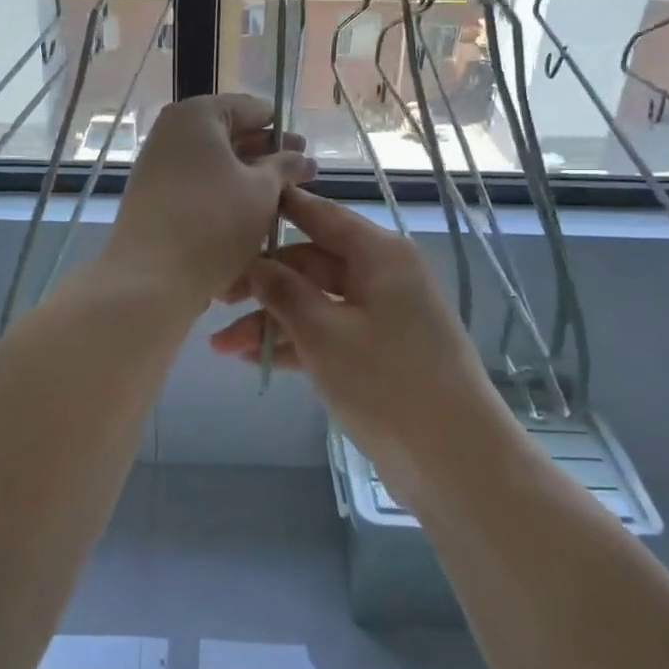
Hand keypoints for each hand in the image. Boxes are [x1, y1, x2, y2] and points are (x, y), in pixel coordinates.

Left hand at [99, 94, 316, 312]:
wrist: (151, 277)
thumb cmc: (214, 222)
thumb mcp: (262, 191)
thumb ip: (284, 167)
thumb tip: (299, 157)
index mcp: (196, 116)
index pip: (248, 108)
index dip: (278, 126)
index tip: (304, 145)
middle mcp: (171, 134)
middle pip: (229, 137)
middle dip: (267, 155)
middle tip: (304, 173)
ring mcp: (159, 168)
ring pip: (215, 167)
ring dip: (248, 180)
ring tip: (284, 199)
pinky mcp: (155, 201)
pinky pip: (198, 190)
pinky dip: (225, 197)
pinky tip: (252, 217)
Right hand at [209, 187, 501, 480]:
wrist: (455, 461)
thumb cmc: (387, 382)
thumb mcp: (324, 333)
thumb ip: (283, 292)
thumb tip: (253, 264)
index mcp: (378, 254)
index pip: (319, 214)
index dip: (277, 209)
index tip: (233, 207)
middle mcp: (381, 275)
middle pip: (310, 262)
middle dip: (262, 282)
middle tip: (213, 299)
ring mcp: (381, 315)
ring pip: (314, 302)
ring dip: (270, 320)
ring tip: (219, 345)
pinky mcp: (378, 352)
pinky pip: (327, 333)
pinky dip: (293, 343)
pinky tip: (250, 359)